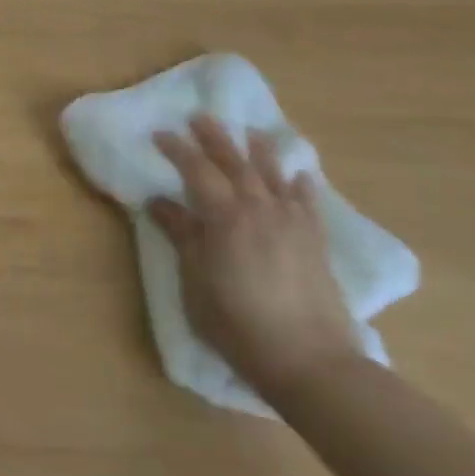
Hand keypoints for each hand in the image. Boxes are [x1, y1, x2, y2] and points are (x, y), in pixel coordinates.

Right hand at [148, 114, 359, 398]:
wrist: (309, 358)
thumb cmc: (237, 322)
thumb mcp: (196, 280)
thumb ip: (182, 235)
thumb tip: (159, 201)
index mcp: (225, 217)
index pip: (197, 171)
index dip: (178, 150)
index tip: (160, 133)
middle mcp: (260, 209)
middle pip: (235, 164)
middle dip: (215, 138)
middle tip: (200, 117)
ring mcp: (292, 223)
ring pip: (273, 175)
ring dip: (259, 150)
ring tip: (250, 132)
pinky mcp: (315, 241)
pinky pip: (307, 202)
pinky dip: (300, 184)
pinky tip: (299, 175)